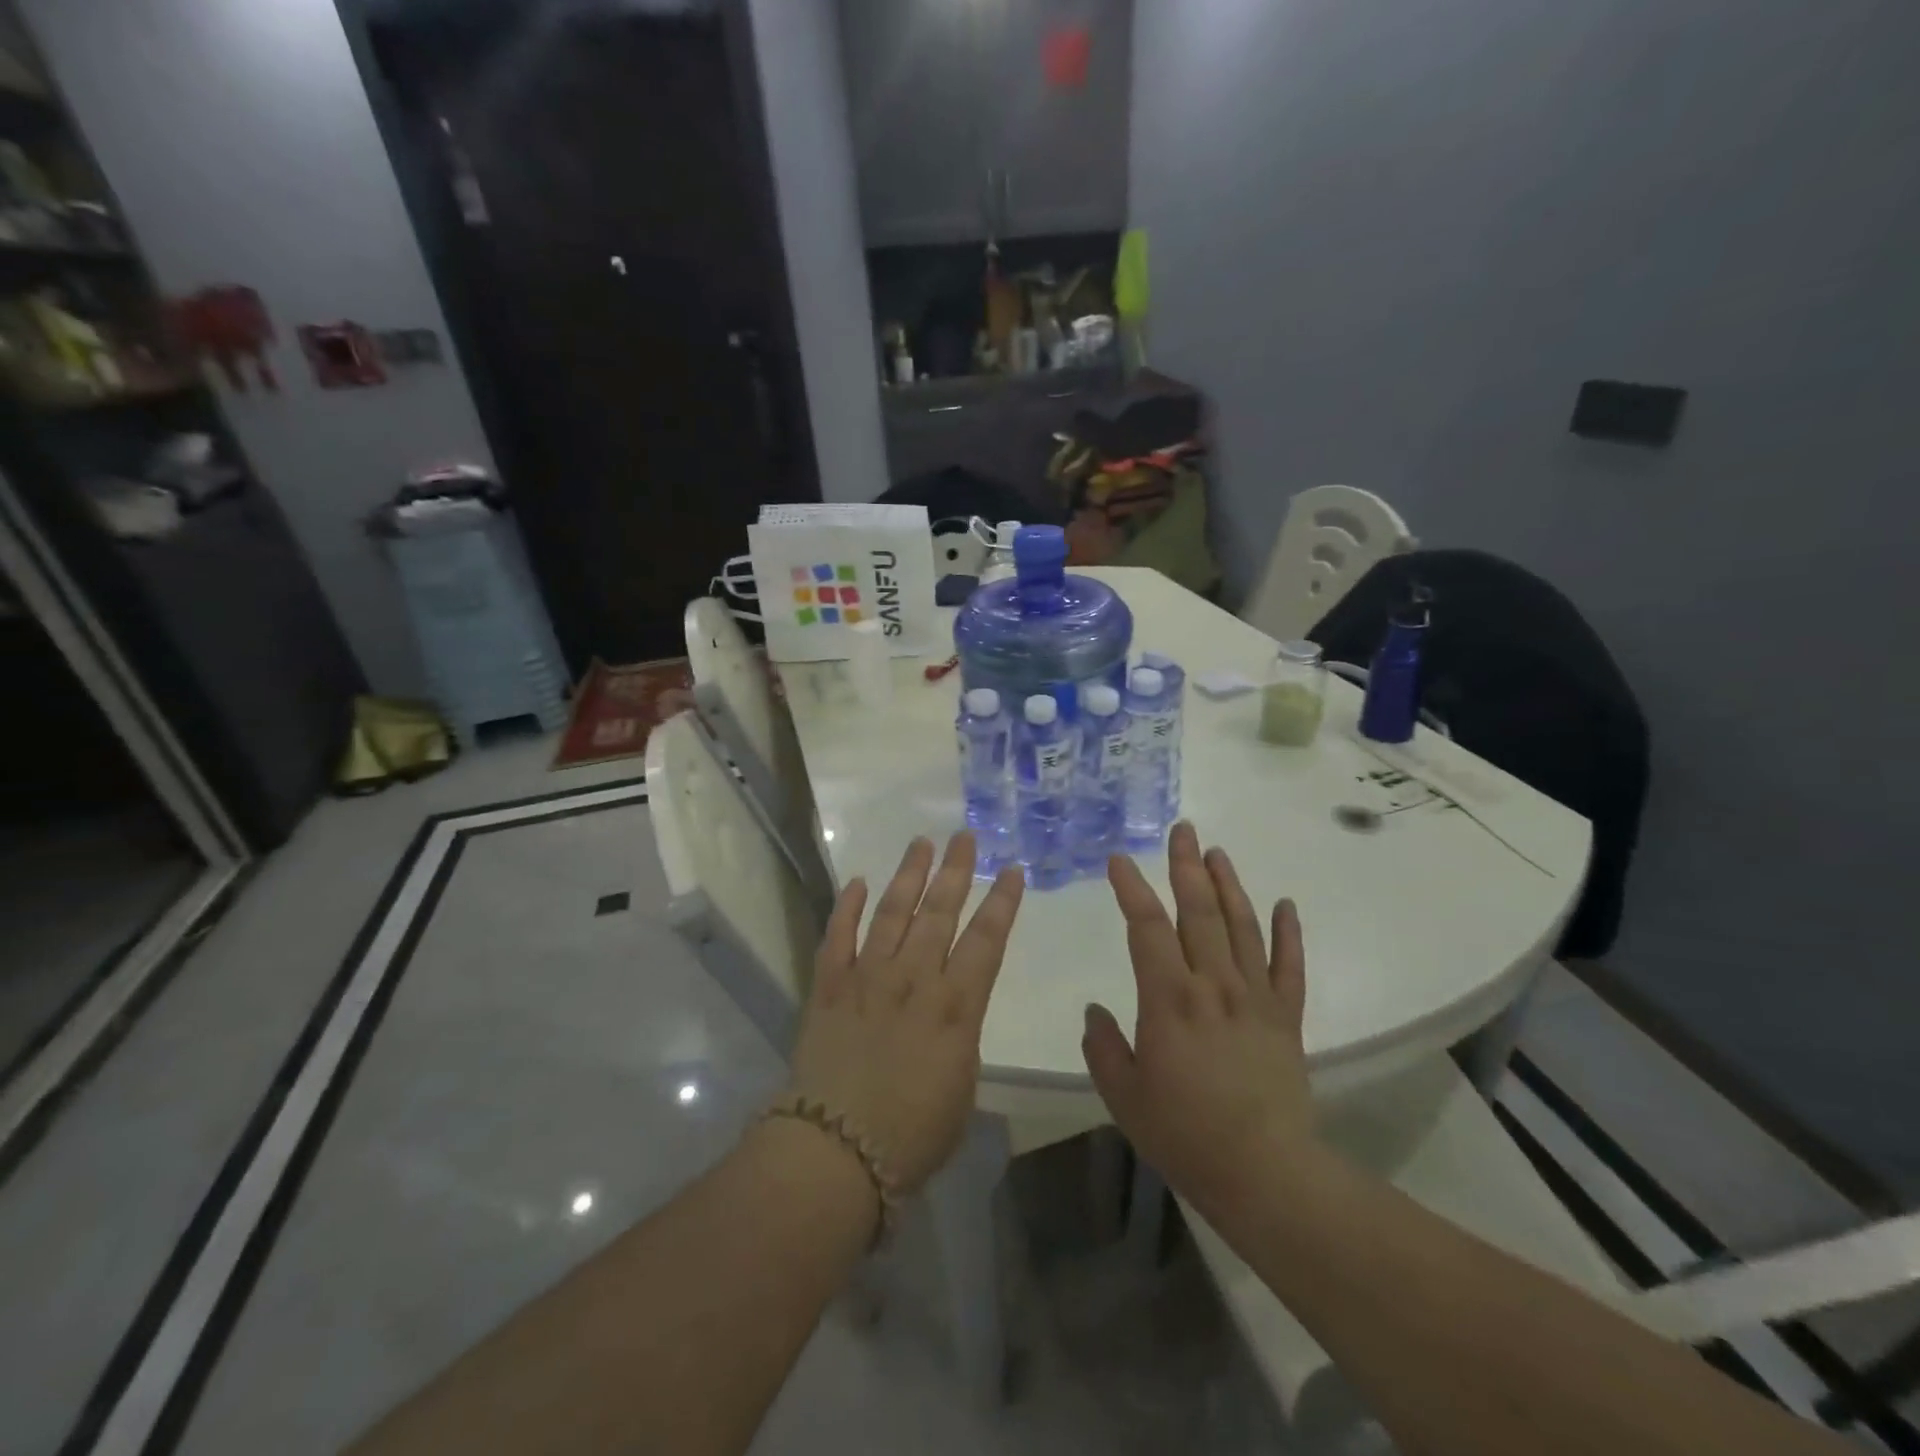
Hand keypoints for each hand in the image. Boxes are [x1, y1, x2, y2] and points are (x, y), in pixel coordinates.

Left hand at [788, 832, 1023, 1195]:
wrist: (835, 1151)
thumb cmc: (912, 1135)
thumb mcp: (961, 1089)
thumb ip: (960, 1039)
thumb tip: (952, 1014)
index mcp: (955, 1006)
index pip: (986, 940)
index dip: (1002, 902)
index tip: (1010, 869)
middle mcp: (913, 979)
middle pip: (939, 913)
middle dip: (955, 871)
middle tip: (963, 836)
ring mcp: (867, 977)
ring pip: (891, 913)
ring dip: (908, 876)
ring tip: (920, 843)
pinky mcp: (828, 987)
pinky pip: (837, 937)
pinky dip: (846, 908)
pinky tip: (856, 882)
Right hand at [1082, 822, 1314, 1212]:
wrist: (1264, 1173)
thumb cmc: (1184, 1134)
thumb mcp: (1124, 1095)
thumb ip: (1103, 1047)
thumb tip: (1095, 1011)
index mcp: (1169, 998)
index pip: (1146, 926)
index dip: (1131, 888)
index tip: (1119, 859)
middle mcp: (1213, 984)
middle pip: (1198, 911)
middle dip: (1186, 867)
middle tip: (1182, 830)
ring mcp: (1255, 998)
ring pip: (1242, 927)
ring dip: (1229, 885)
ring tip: (1217, 853)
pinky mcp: (1286, 1018)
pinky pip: (1289, 967)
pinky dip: (1289, 933)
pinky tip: (1286, 904)